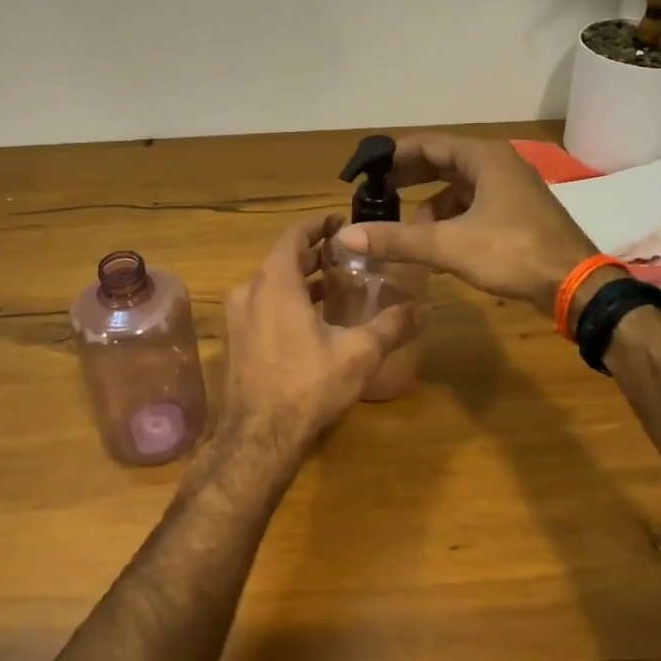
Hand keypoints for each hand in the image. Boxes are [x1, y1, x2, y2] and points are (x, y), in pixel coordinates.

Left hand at [216, 216, 419, 467]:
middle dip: (314, 253)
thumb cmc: (308, 385)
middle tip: (346, 255)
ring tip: (335, 285)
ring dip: (301, 279)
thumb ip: (391, 326)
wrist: (259, 438)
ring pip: (272, 283)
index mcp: (275, 281)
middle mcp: (250, 290)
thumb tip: (423, 309)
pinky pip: (262, 305)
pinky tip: (312, 320)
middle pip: (283, 258)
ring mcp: (238, 316)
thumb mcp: (358, 353)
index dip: (319, 224)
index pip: (295, 234)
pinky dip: (286, 300)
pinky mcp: (236, 340)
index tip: (341, 222)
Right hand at [334, 134, 598, 315]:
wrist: (576, 285)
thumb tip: (345, 236)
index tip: (367, 170)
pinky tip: (437, 244)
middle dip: (409, 179)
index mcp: (484, 158)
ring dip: (430, 205)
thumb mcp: (449, 245)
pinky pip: (474, 206)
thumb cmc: (513, 253)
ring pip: (459, 188)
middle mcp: (498, 165)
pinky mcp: (518, 213)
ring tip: (404, 229)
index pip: (428, 144)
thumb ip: (397, 240)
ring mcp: (511, 189)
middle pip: (443, 163)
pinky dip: (451, 219)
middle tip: (376, 195)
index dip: (394, 156)